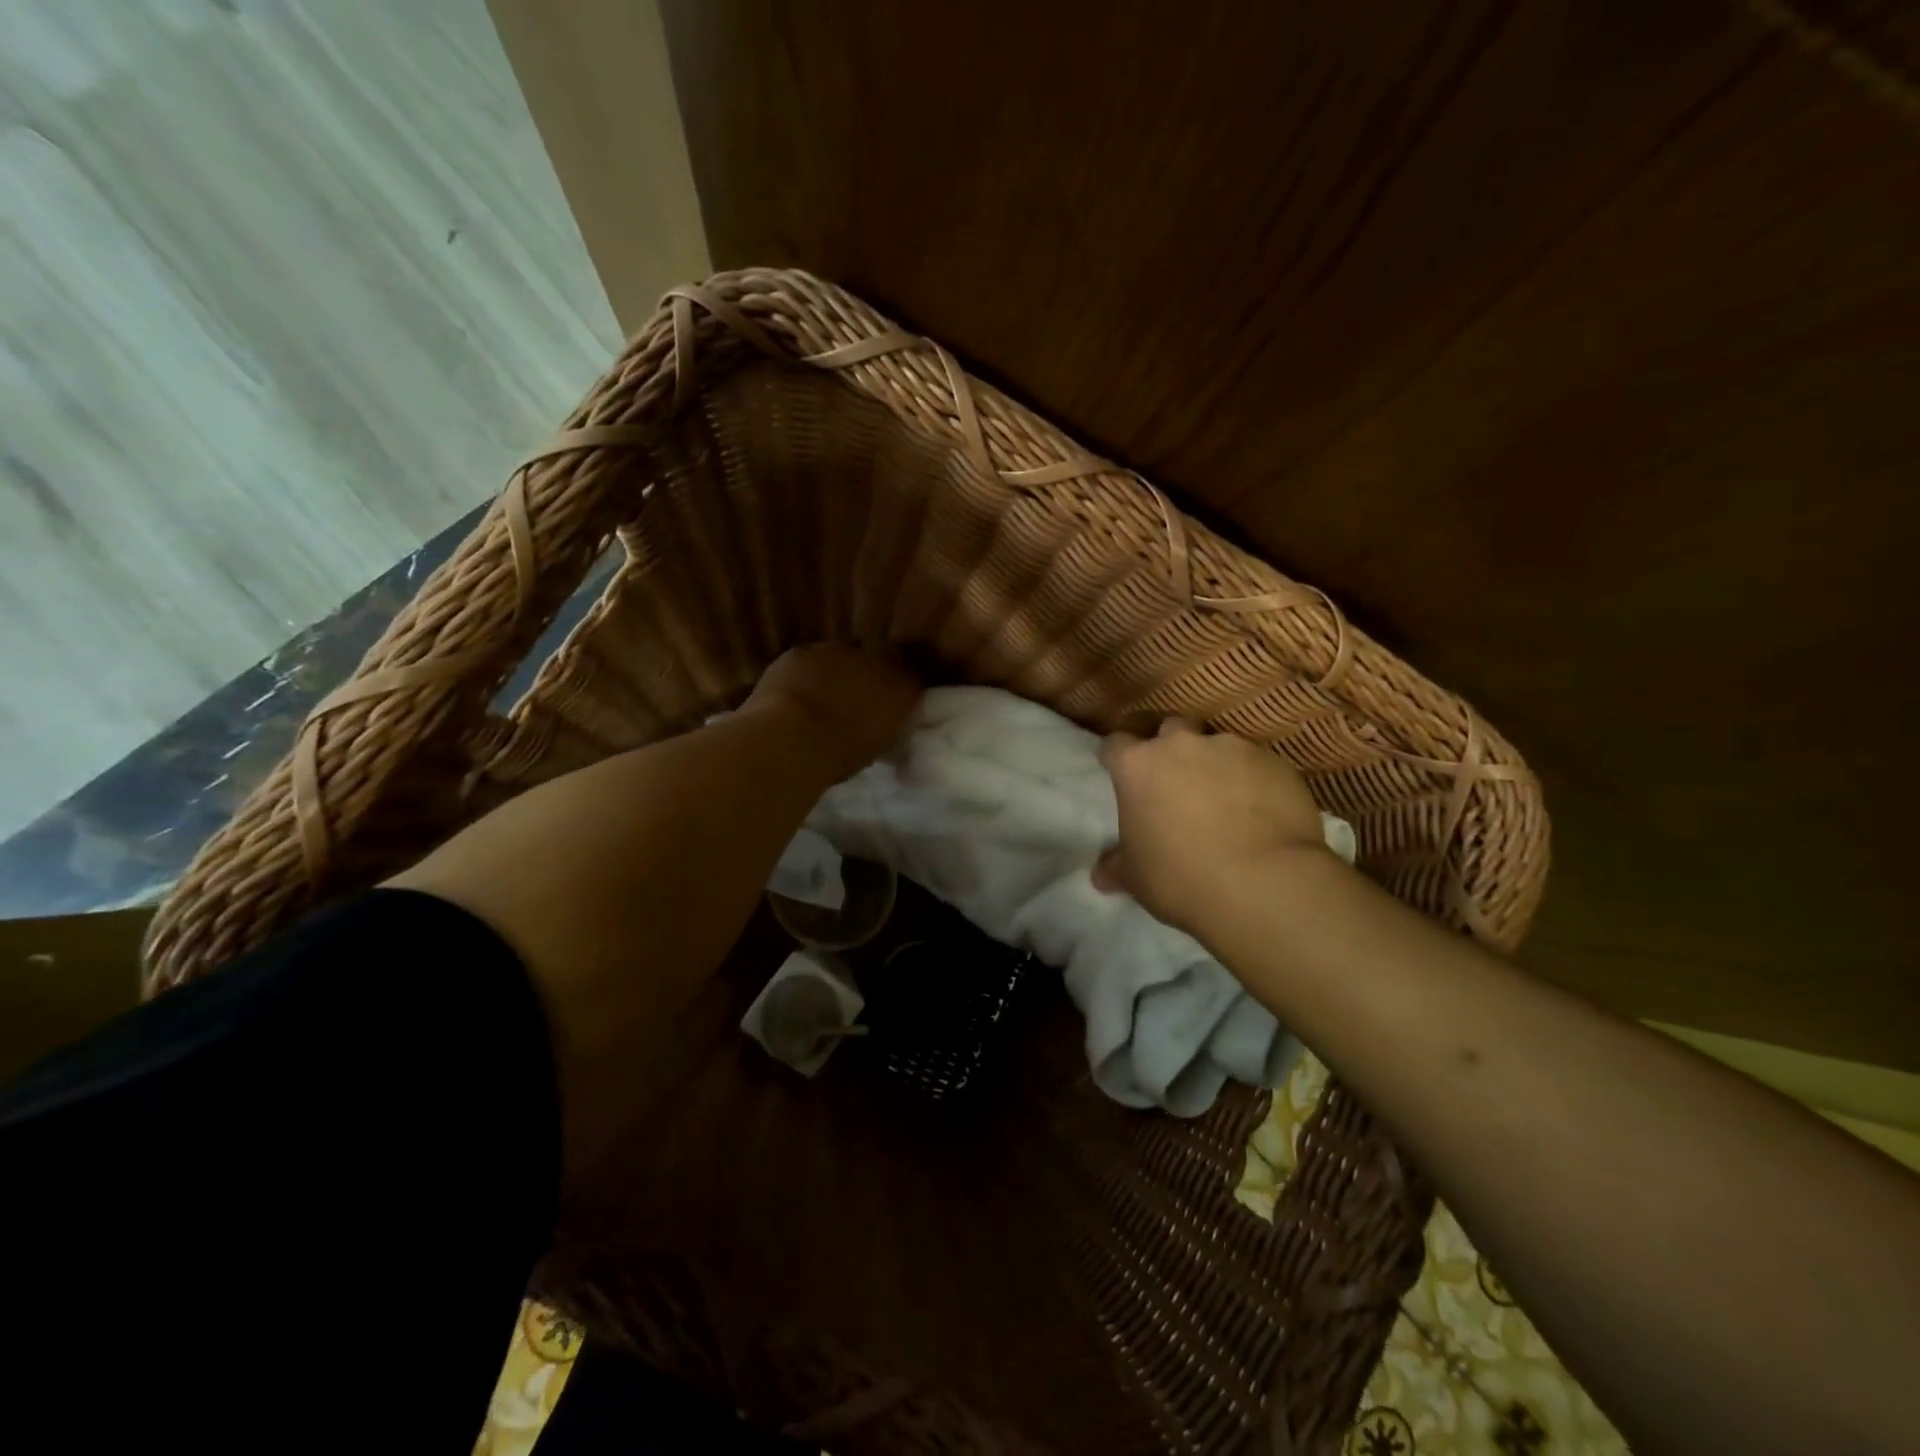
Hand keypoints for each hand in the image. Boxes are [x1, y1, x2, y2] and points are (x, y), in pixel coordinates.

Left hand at [742, 643, 921, 780]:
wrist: (795, 736)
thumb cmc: (843, 753)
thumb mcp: (878, 748)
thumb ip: (886, 729)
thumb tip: (887, 731)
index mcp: (903, 687)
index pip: (911, 679)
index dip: (898, 689)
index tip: (889, 705)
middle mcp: (877, 659)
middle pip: (878, 659)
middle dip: (870, 674)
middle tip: (857, 699)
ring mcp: (839, 649)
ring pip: (843, 656)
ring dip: (838, 671)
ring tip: (824, 697)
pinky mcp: (803, 650)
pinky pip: (810, 658)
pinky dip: (806, 671)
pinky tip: (795, 692)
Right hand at [1095, 718, 1331, 930]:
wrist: (1263, 884)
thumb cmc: (1180, 877)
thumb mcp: (1136, 878)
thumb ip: (1117, 866)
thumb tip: (1101, 875)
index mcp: (1139, 765)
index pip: (1116, 744)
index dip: (1118, 758)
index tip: (1123, 776)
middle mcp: (1183, 745)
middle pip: (1171, 729)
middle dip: (1171, 750)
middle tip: (1176, 783)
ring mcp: (1233, 749)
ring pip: (1218, 746)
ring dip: (1216, 766)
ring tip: (1226, 802)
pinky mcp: (1276, 763)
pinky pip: (1258, 766)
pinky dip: (1254, 781)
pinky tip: (1261, 813)